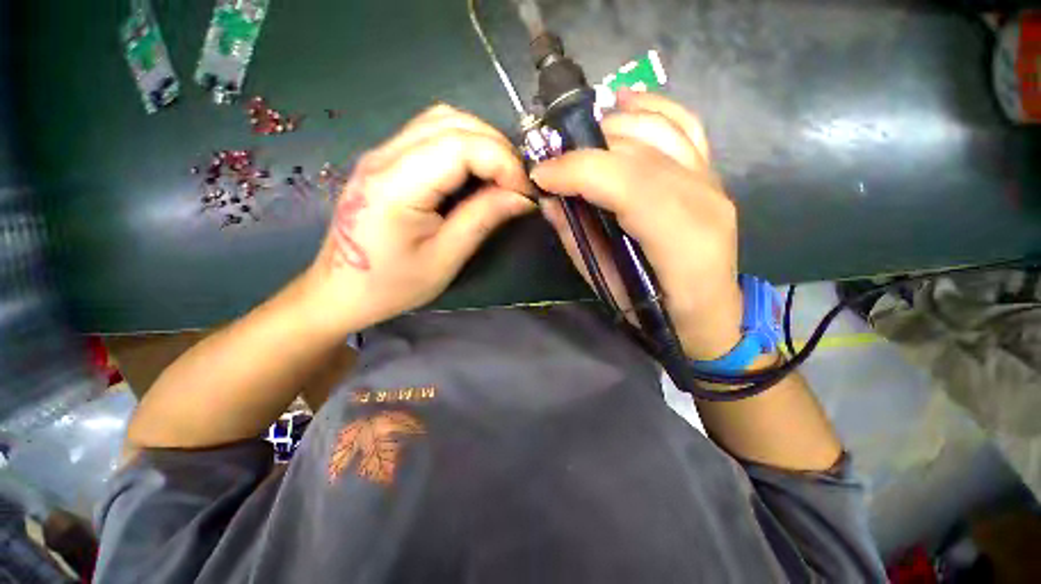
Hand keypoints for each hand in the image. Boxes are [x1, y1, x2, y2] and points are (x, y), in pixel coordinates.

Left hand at [301, 104, 534, 336]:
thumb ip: (483, 219)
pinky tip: (475, 172)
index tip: (525, 192)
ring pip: (443, 120)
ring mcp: (381, 153)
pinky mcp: (385, 160)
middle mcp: (384, 156)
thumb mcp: (445, 259)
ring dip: (481, 142)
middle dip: (497, 148)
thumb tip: (522, 197)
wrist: (340, 290)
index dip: (503, 162)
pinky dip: (464, 145)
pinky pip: (431, 133)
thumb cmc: (392, 285)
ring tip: (500, 176)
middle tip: (517, 184)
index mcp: (396, 185)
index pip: (460, 146)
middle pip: (453, 123)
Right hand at [532, 91, 742, 359]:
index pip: (629, 184)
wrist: (709, 313)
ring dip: (610, 125)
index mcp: (681, 240)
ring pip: (660, 129)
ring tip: (575, 139)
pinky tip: (622, 104)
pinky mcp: (710, 173)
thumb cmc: (654, 309)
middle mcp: (704, 199)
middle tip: (550, 159)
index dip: (580, 171)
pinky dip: (650, 107)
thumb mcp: (606, 283)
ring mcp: (712, 180)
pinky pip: (683, 124)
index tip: (542, 175)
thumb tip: (549, 198)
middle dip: (585, 148)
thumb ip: (577, 238)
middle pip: (639, 151)